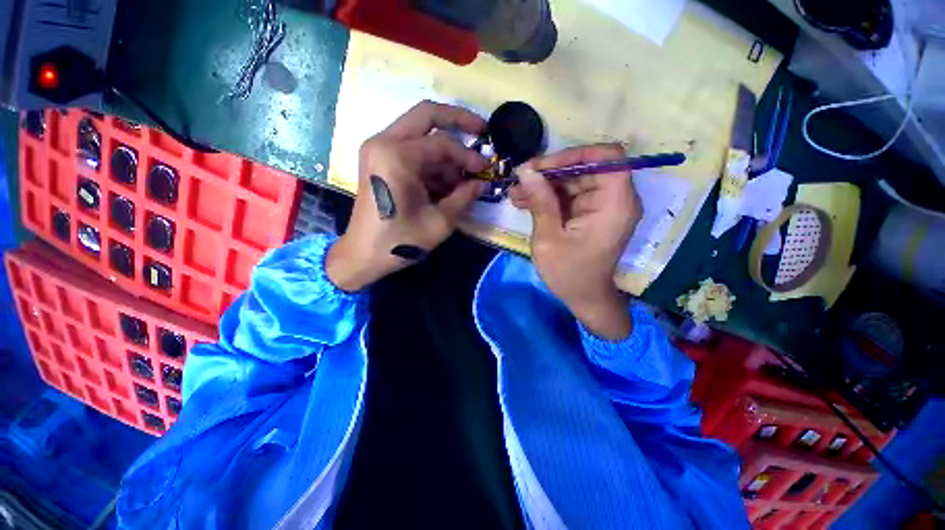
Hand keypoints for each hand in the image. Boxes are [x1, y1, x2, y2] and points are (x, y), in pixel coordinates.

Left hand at [326, 101, 488, 290]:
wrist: (363, 255)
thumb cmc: (400, 241)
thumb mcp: (440, 222)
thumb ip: (464, 197)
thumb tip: (482, 183)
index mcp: (396, 156)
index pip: (442, 143)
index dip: (468, 156)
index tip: (485, 170)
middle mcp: (384, 142)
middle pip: (426, 115)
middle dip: (458, 121)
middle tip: (481, 131)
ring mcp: (379, 149)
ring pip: (420, 133)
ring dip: (445, 152)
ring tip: (463, 177)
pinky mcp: (380, 161)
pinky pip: (412, 149)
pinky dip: (432, 162)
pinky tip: (447, 183)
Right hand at [511, 145, 642, 339]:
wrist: (584, 298)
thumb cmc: (569, 274)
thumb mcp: (549, 238)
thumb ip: (541, 202)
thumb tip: (526, 171)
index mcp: (614, 205)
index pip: (608, 157)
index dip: (576, 154)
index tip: (544, 166)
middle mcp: (614, 199)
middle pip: (585, 168)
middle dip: (550, 172)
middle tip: (519, 180)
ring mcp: (602, 206)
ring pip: (572, 181)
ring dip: (544, 185)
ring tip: (515, 194)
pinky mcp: (590, 213)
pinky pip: (569, 195)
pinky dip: (548, 197)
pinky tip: (524, 202)